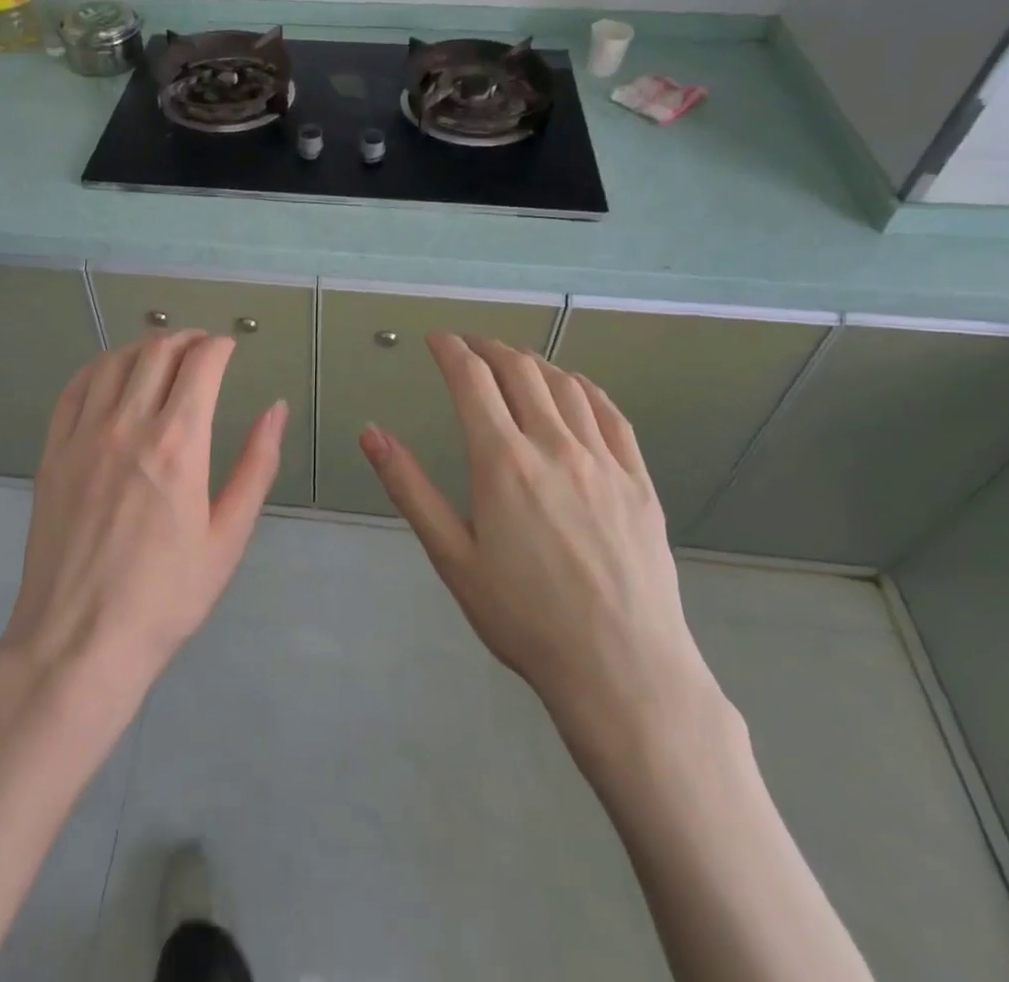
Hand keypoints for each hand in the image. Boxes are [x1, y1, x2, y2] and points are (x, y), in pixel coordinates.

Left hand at [0, 332, 287, 704]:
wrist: (79, 642)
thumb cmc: (166, 596)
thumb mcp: (228, 536)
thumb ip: (256, 465)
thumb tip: (276, 409)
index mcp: (179, 444)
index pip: (201, 364)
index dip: (219, 346)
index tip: (229, 348)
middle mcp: (128, 426)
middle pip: (157, 353)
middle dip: (186, 339)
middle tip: (202, 348)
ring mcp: (83, 437)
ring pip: (114, 362)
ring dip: (143, 348)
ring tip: (161, 355)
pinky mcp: (52, 453)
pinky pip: (73, 390)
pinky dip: (97, 368)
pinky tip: (109, 374)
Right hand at [359, 333, 721, 779]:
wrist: (622, 669)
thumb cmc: (523, 618)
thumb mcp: (451, 557)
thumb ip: (409, 487)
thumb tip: (370, 432)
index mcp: (502, 461)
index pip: (472, 380)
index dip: (451, 350)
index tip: (436, 339)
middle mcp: (553, 445)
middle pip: (519, 370)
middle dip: (488, 348)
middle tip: (469, 346)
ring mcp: (602, 459)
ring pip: (565, 385)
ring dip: (533, 361)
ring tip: (514, 361)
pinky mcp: (638, 480)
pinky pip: (610, 414)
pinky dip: (584, 387)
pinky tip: (574, 387)